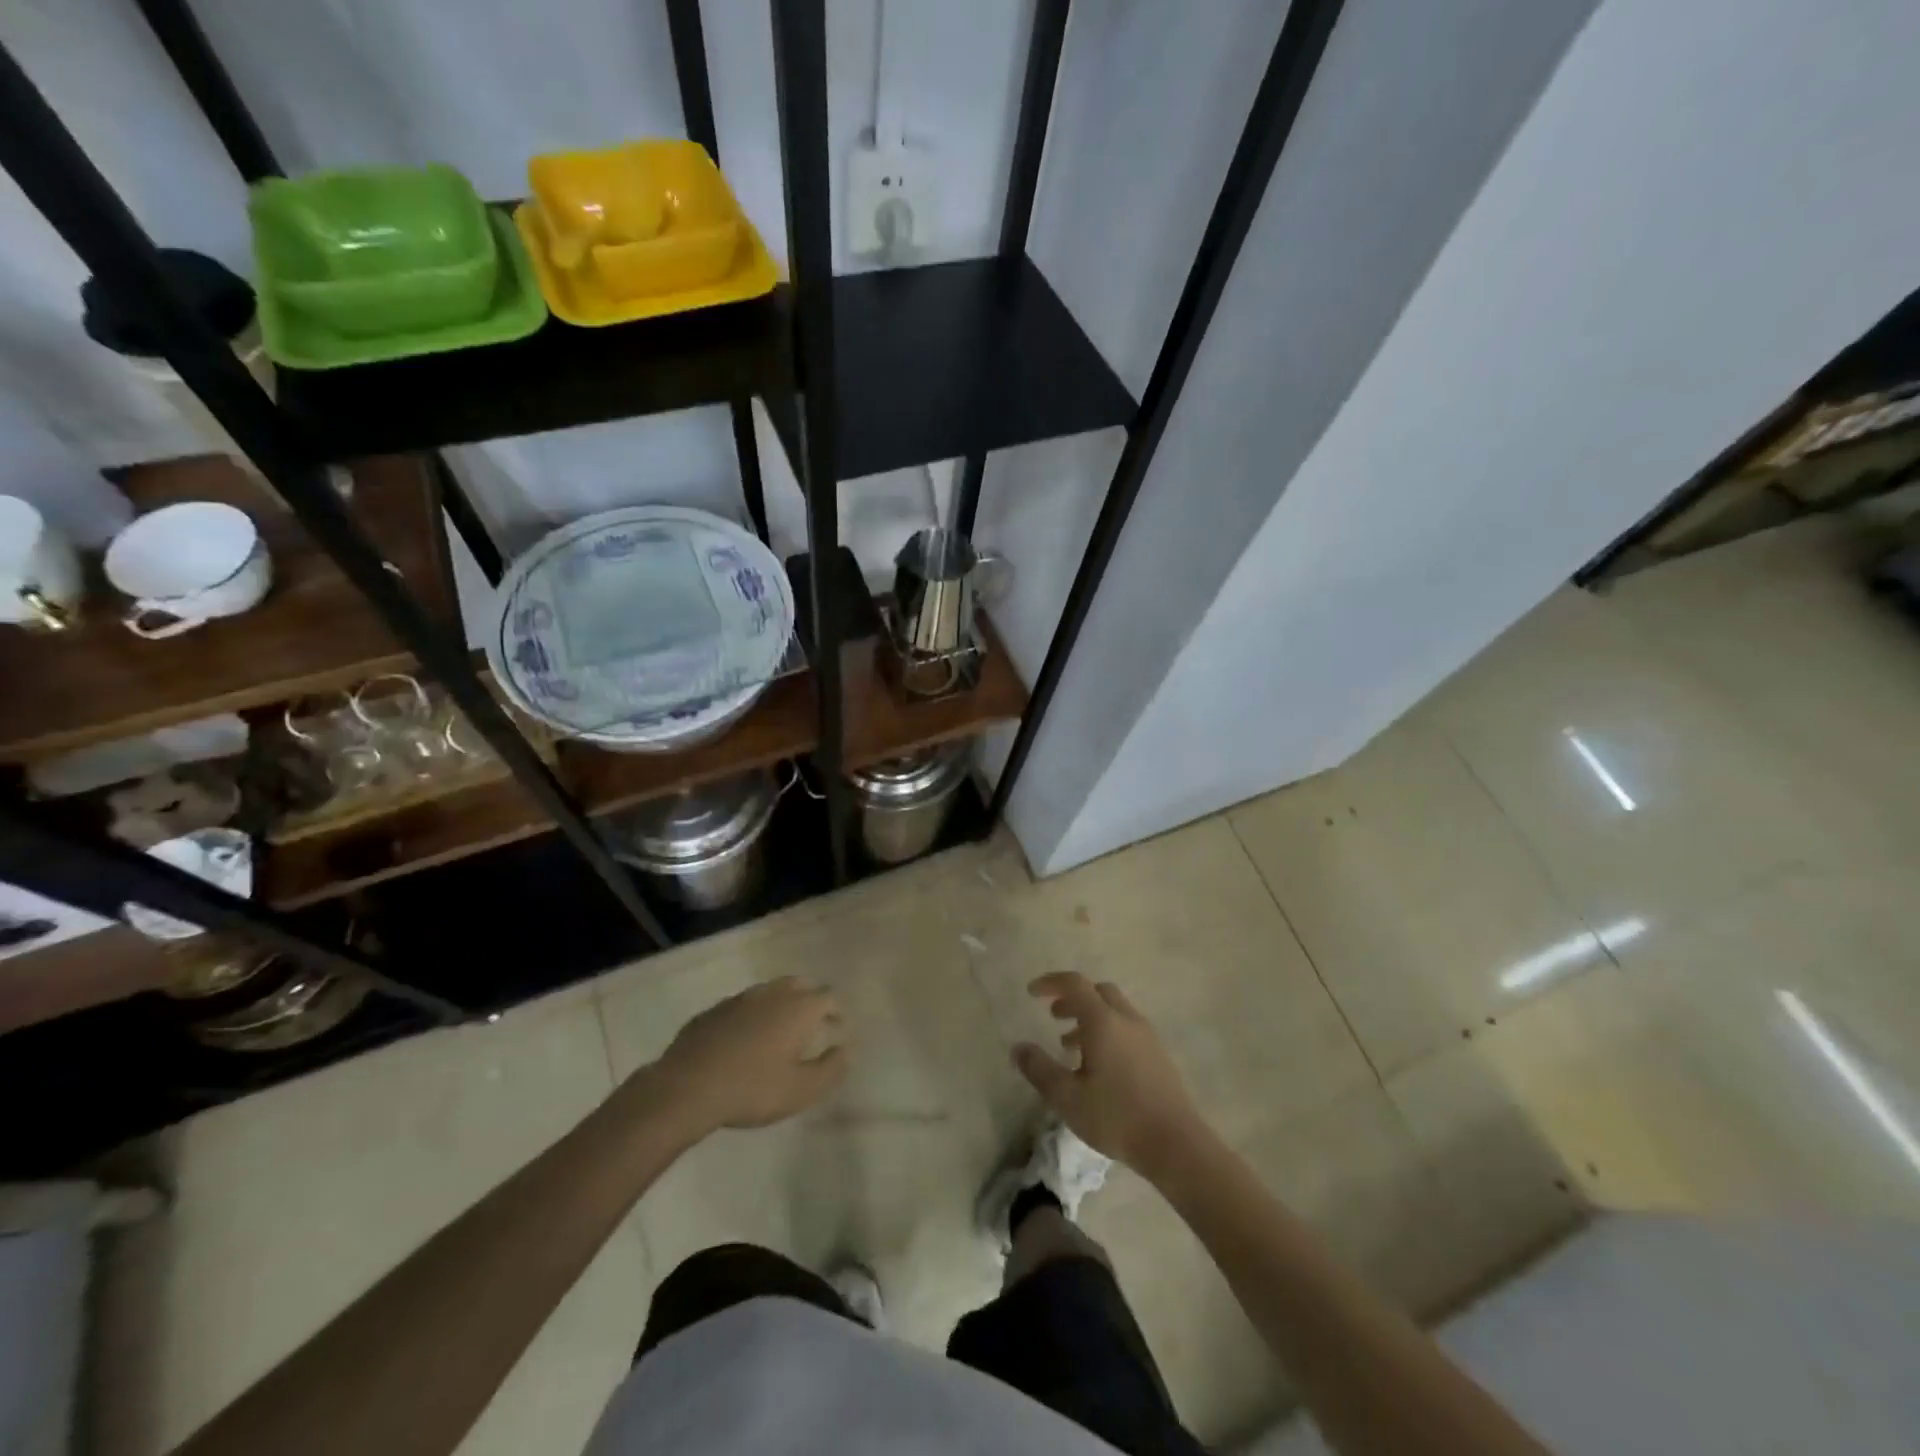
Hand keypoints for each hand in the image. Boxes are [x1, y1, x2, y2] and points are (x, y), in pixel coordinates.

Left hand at [647, 978, 848, 1136]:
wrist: (687, 1087)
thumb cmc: (753, 1089)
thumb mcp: (802, 1090)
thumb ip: (831, 1069)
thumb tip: (847, 1050)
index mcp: (798, 1008)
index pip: (828, 997)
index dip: (836, 1011)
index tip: (837, 1028)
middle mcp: (772, 994)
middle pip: (799, 985)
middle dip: (810, 999)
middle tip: (812, 1023)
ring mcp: (740, 999)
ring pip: (769, 991)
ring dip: (780, 1004)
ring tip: (779, 1030)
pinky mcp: (713, 1011)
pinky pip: (742, 1006)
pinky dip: (752, 1015)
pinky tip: (744, 1038)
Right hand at [1013, 972, 1204, 1178]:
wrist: (1175, 1143)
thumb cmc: (1116, 1116)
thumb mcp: (1067, 1097)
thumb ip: (1040, 1069)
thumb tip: (1018, 1048)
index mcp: (1103, 1021)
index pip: (1075, 984)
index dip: (1051, 982)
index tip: (1032, 992)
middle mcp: (1127, 1020)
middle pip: (1098, 992)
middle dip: (1073, 998)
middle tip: (1054, 1016)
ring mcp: (1147, 1036)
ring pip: (1114, 1011)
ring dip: (1090, 1018)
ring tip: (1071, 1047)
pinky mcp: (1159, 1055)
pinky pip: (1127, 1029)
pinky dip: (1108, 1032)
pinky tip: (1100, 1067)